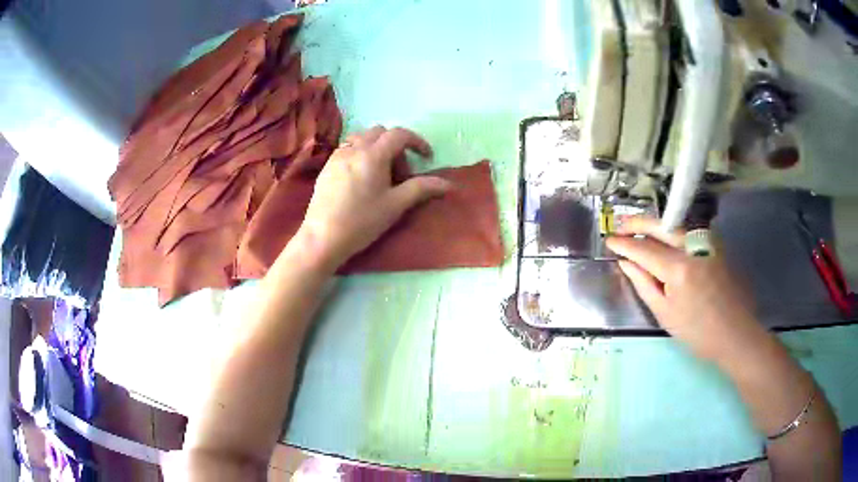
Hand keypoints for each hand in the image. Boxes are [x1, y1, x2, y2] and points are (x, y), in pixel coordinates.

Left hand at [297, 126, 450, 271]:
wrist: (322, 237)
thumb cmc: (362, 221)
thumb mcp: (395, 205)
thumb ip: (422, 189)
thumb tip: (448, 184)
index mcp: (373, 154)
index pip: (400, 134)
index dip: (417, 142)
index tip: (427, 157)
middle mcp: (354, 148)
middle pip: (381, 132)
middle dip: (396, 145)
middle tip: (401, 173)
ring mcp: (337, 155)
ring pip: (362, 138)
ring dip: (377, 148)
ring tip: (381, 174)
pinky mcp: (327, 166)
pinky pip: (348, 148)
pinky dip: (361, 153)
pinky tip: (361, 179)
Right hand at [606, 216, 771, 364]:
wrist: (735, 333)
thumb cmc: (697, 332)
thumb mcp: (665, 314)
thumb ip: (644, 283)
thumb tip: (625, 262)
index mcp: (678, 269)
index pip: (644, 249)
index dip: (624, 244)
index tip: (608, 240)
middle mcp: (693, 246)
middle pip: (660, 225)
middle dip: (637, 223)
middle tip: (619, 225)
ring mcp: (707, 242)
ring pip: (674, 224)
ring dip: (653, 223)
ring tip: (636, 228)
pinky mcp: (715, 245)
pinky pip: (688, 231)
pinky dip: (671, 230)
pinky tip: (663, 236)